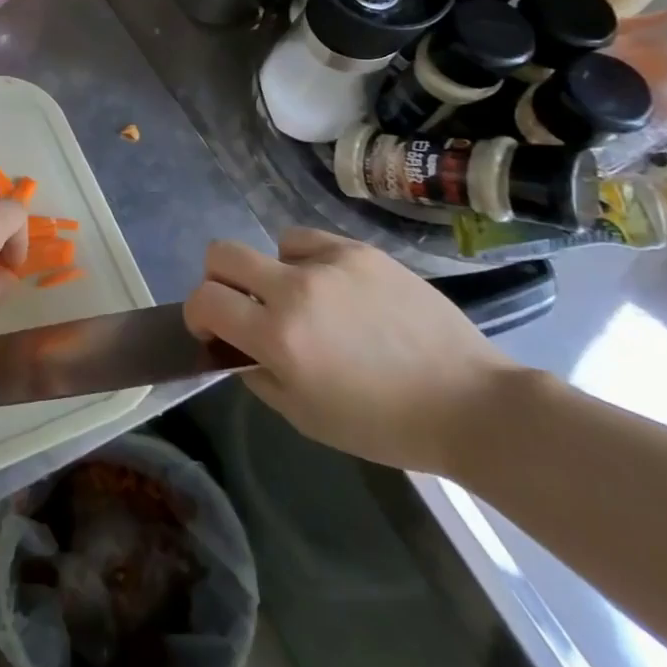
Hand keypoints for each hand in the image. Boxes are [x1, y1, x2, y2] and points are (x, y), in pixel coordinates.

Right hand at [183, 229, 523, 473]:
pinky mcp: (361, 251)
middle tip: (242, 306)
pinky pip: (312, 242)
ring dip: (271, 272)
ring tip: (305, 300)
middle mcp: (295, 290)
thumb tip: (236, 347)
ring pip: (269, 245)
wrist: (470, 403)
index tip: (211, 330)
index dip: (197, 314)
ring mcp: (331, 264)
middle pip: (221, 254)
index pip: (205, 300)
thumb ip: (257, 375)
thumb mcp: (305, 417)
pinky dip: (308, 261)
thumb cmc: (383, 424)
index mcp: (278, 337)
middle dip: (217, 279)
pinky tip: (335, 289)